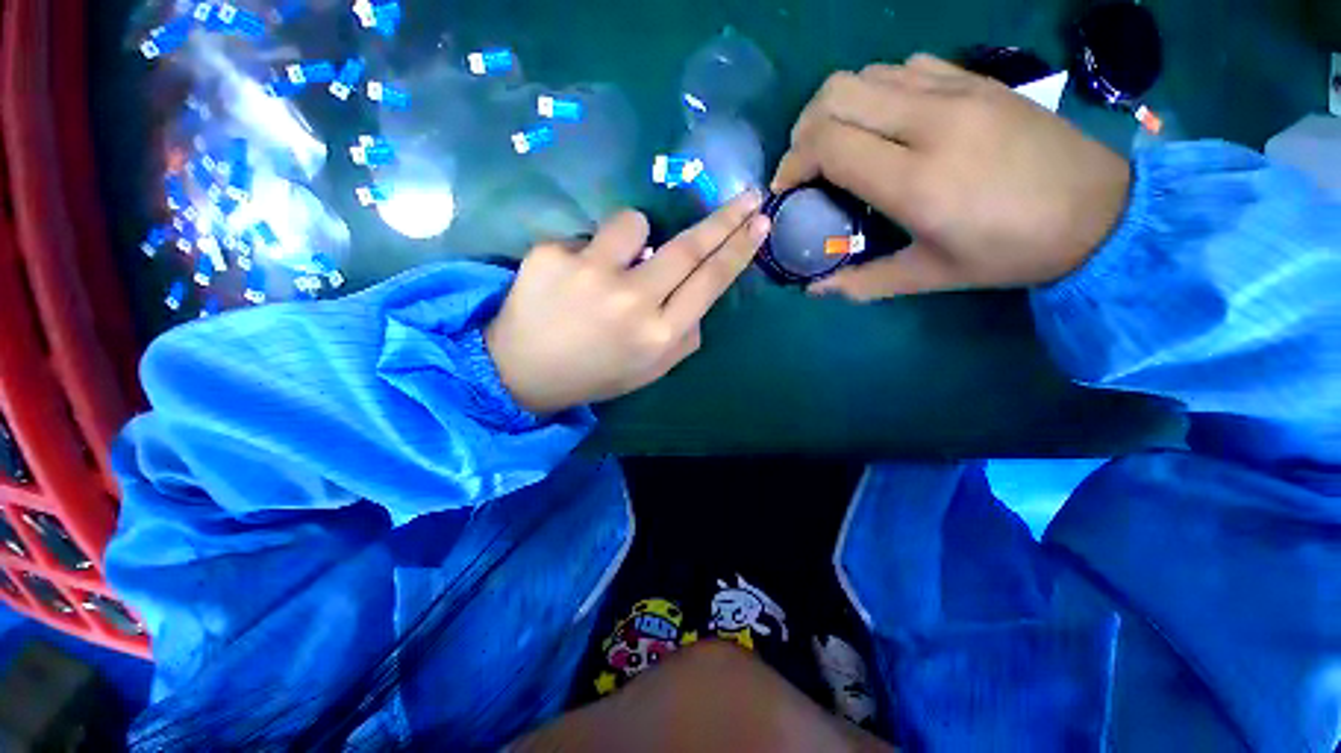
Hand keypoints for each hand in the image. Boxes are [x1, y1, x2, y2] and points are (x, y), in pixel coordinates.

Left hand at [486, 192, 770, 413]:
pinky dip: (588, 254)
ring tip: (612, 268)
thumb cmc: (597, 372)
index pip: (710, 282)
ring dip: (633, 238)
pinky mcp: (552, 254)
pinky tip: (570, 281)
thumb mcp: (652, 369)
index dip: (738, 249)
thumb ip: (685, 335)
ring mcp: (590, 274)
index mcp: (659, 335)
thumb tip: (698, 292)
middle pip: (688, 247)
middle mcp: (632, 302)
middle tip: (747, 196)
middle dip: (724, 218)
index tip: (759, 222)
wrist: (523, 373)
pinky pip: (588, 236)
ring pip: (634, 223)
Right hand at [773, 54, 1130, 300]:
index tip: (787, 187)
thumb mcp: (929, 277)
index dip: (793, 162)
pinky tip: (884, 123)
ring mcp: (957, 91)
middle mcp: (930, 122)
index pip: (827, 144)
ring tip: (840, 144)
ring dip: (838, 108)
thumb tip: (814, 289)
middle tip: (806, 164)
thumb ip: (861, 283)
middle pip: (836, 94)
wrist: (1098, 212)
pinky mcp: (976, 78)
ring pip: (866, 74)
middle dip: (804, 129)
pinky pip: (904, 67)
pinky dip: (877, 92)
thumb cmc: (1009, 253)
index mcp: (915, 180)